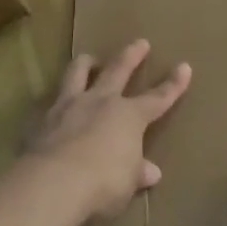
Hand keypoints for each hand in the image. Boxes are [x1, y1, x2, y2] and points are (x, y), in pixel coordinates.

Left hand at [27, 39, 191, 219]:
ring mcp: (68, 107)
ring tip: (89, 58)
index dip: (173, 85)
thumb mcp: (128, 182)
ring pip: (78, 73)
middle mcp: (100, 102)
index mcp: (129, 116)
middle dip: (131, 55)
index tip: (184, 67)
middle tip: (140, 42)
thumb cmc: (103, 182)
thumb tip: (151, 172)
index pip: (158, 98)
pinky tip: (54, 106)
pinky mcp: (42, 120)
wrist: (54, 183)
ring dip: (86, 63)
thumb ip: (137, 172)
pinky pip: (50, 102)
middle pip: (118, 70)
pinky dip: (56, 101)